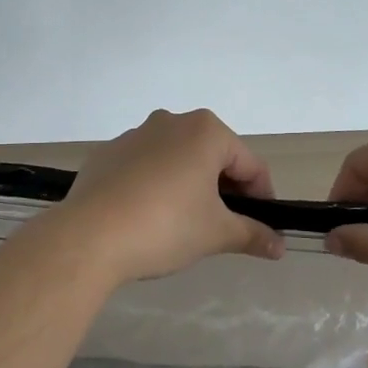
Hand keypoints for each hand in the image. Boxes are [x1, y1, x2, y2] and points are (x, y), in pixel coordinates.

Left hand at [50, 109, 286, 285]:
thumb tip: (279, 246)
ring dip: (190, 184)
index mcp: (206, 131)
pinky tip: (148, 217)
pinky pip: (144, 166)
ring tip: (185, 224)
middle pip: (214, 155)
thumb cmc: (166, 226)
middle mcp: (172, 121)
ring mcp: (135, 134)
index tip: (263, 226)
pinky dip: (155, 185)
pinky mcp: (107, 153)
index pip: (250, 164)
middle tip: (226, 226)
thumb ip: (251, 234)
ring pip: (177, 158)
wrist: (89, 236)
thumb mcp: (216, 234)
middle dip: (225, 189)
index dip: (263, 197)